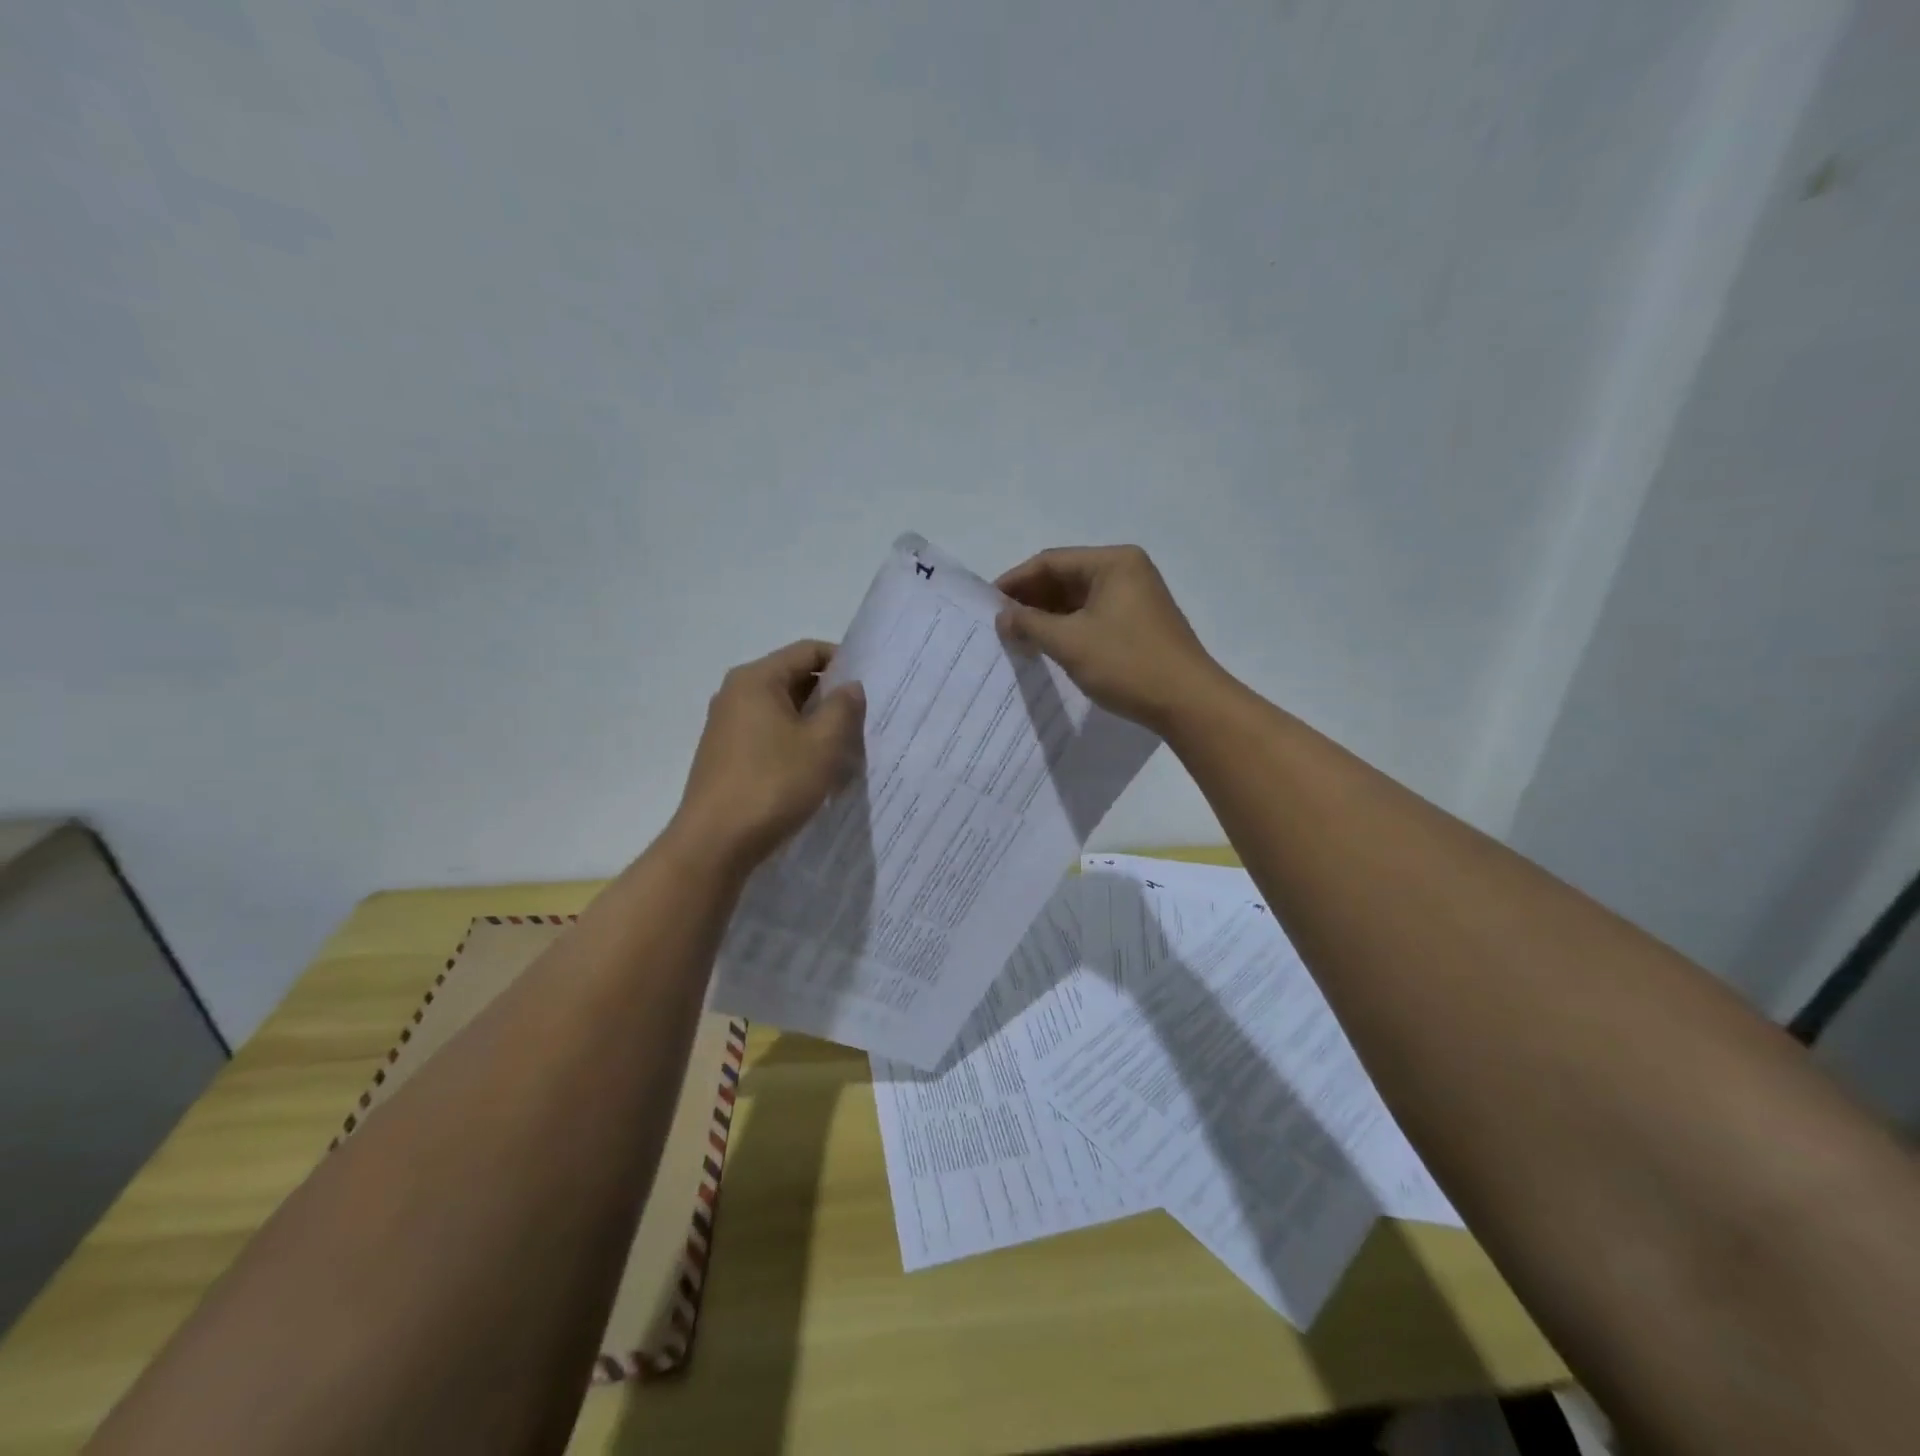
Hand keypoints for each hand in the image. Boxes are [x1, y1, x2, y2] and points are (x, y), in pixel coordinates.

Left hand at [669, 640, 865, 874]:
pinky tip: (814, 772)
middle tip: (864, 723)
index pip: (809, 651)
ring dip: (815, 725)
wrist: (715, 844)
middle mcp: (736, 693)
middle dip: (831, 698)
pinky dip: (795, 744)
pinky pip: (770, 736)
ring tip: (845, 751)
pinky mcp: (726, 755)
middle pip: (795, 679)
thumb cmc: (773, 784)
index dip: (845, 663)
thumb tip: (851, 687)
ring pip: (784, 711)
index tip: (871, 689)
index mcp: (757, 679)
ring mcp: (727, 726)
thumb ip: (844, 708)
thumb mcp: (823, 744)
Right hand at [995, 545, 1224, 732]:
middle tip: (999, 625)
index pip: (1050, 561)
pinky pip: (1093, 617)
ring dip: (1047, 617)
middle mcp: (1126, 572)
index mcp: (1113, 562)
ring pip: (1078, 600)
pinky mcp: (1138, 624)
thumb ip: (1030, 624)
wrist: (1188, 702)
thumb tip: (1001, 617)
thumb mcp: (1070, 642)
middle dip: (1030, 600)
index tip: (988, 605)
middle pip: (1065, 578)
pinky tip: (1048, 647)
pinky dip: (1068, 629)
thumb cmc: (1127, 663)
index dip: (1015, 582)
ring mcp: (1135, 598)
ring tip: (1018, 639)